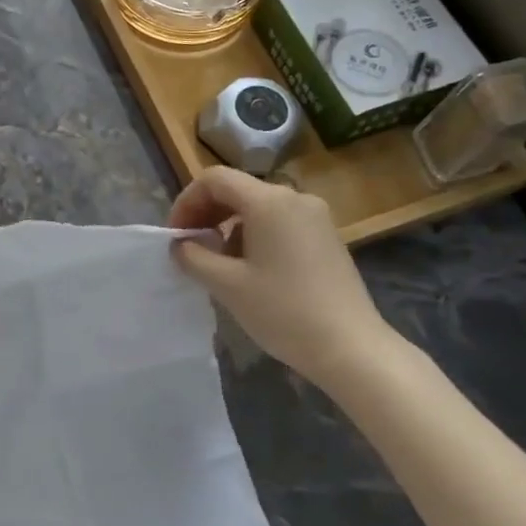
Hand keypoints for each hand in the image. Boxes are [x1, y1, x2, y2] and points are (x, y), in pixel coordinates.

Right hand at [169, 167, 397, 383]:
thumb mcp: (227, 285)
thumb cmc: (283, 311)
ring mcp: (315, 217)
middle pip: (237, 190)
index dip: (186, 202)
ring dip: (228, 227)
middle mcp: (294, 198)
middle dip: (206, 214)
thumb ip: (194, 257)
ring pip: (257, 208)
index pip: (215, 179)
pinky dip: (253, 236)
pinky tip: (250, 270)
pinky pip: (279, 223)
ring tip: (217, 265)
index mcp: (269, 201)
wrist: (350, 346)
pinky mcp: (325, 237)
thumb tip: (180, 245)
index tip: (175, 236)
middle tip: (189, 248)